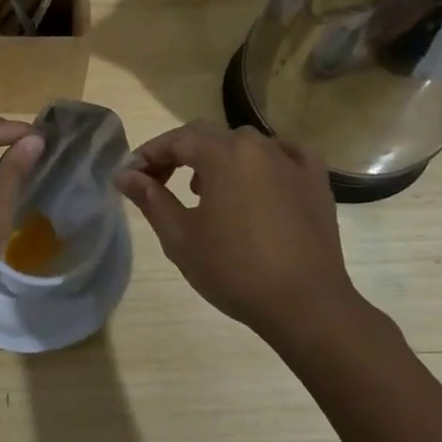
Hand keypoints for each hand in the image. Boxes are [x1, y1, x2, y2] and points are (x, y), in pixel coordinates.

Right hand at [118, 122, 373, 342]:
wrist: (306, 304)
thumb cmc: (235, 270)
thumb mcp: (181, 237)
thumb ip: (151, 199)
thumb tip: (125, 175)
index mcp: (224, 154)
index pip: (177, 140)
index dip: (150, 153)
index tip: (131, 175)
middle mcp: (259, 147)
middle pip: (210, 137)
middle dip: (179, 154)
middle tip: (158, 182)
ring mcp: (292, 162)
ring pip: (246, 145)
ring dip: (218, 158)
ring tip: (204, 190)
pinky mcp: (316, 182)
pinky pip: (286, 156)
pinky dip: (265, 161)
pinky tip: (259, 180)